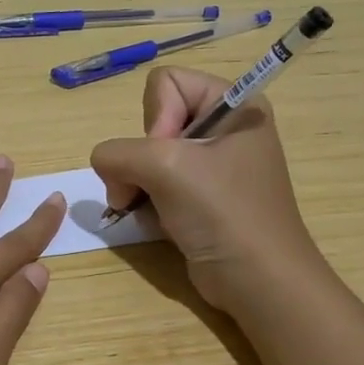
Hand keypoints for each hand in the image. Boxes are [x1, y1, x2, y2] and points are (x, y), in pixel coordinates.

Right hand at [90, 67, 321, 313]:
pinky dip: (146, 201)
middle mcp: (223, 128)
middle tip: (152, 187)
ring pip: (145, 155)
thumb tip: (105, 166)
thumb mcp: (166, 167)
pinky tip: (156, 222)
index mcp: (233, 104)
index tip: (168, 156)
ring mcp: (211, 165)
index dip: (156, 118)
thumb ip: (118, 152)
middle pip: (152, 120)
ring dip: (137, 184)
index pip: (165, 83)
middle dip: (141, 158)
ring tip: (146, 209)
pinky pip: (154, 183)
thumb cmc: (223, 213)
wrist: (258, 281)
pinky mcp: (199, 196)